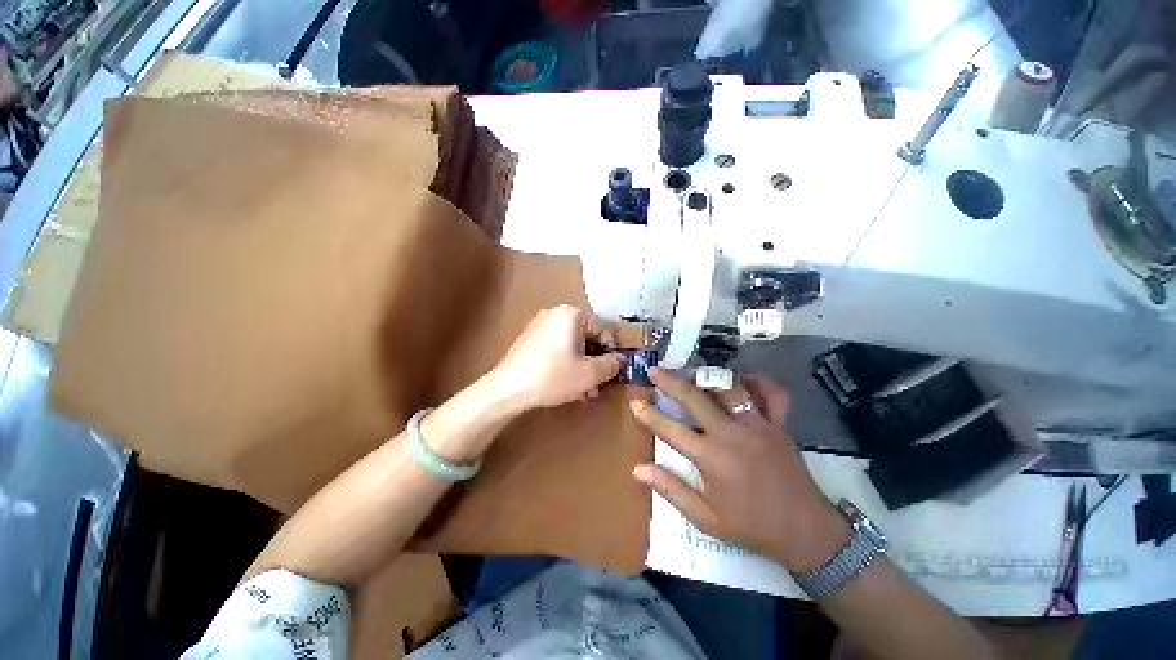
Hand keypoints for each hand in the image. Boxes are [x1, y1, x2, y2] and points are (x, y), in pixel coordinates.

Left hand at [491, 305, 625, 411]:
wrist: (507, 389)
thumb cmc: (554, 376)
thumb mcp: (590, 373)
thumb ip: (611, 365)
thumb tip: (620, 360)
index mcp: (571, 314)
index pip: (603, 330)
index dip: (612, 353)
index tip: (612, 373)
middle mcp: (555, 314)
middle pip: (587, 339)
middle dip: (595, 365)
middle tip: (598, 387)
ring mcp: (539, 326)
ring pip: (572, 347)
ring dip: (582, 368)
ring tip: (584, 392)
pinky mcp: (529, 340)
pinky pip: (557, 349)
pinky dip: (566, 365)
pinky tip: (567, 386)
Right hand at [629, 369, 848, 571]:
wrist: (806, 531)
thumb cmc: (751, 526)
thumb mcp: (706, 518)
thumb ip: (671, 490)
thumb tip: (638, 469)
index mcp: (711, 458)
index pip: (670, 430)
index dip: (649, 415)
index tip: (634, 401)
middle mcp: (731, 434)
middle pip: (695, 398)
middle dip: (670, 382)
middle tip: (654, 370)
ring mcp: (757, 425)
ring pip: (728, 388)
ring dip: (707, 377)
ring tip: (691, 372)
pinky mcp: (778, 424)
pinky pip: (770, 393)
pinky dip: (756, 382)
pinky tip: (742, 379)